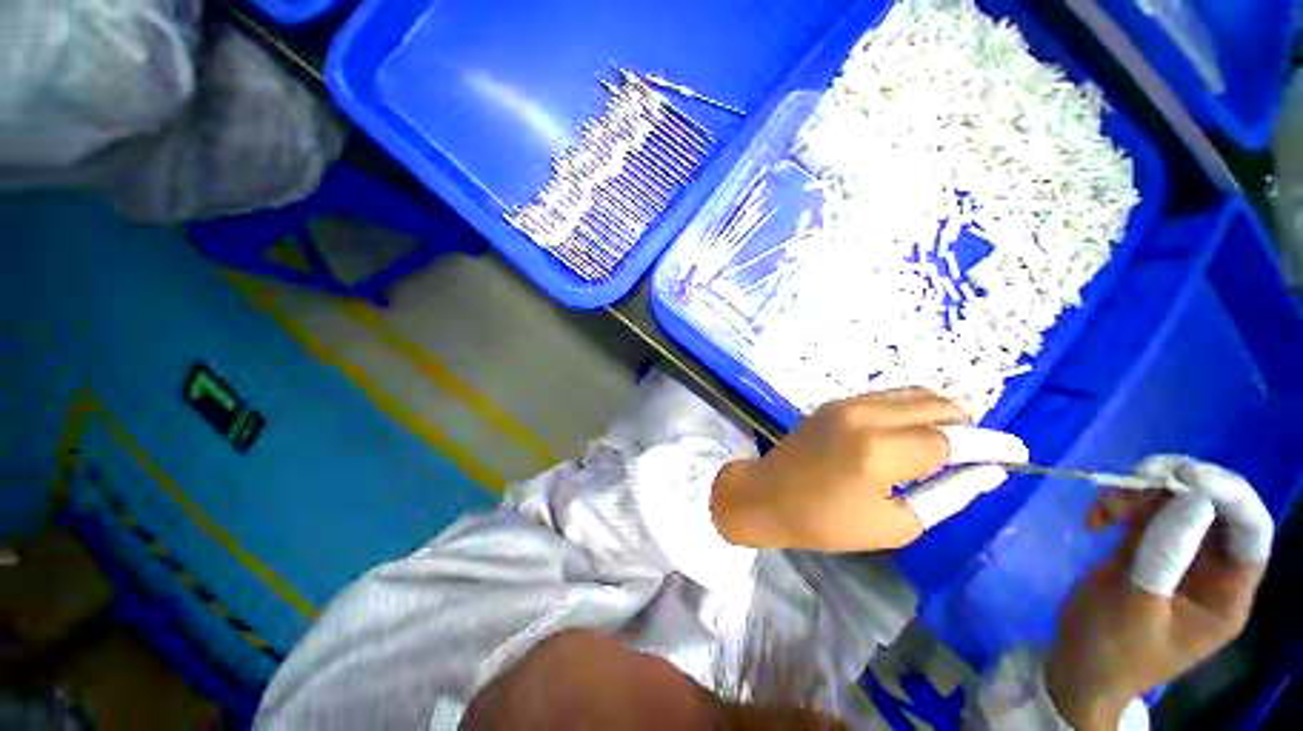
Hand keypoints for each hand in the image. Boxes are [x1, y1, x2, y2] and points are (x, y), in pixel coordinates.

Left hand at [710, 388, 1027, 551]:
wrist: (767, 494)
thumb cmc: (825, 521)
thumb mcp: (894, 524)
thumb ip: (946, 496)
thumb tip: (987, 473)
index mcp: (880, 450)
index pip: (954, 439)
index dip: (992, 444)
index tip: (1020, 452)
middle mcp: (865, 415)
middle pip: (937, 405)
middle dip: (969, 426)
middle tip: (979, 454)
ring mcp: (847, 404)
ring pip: (913, 395)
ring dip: (941, 414)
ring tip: (949, 444)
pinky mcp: (835, 403)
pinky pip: (888, 397)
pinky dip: (912, 410)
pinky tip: (912, 434)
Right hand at [1046, 457, 1273, 729]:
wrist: (1077, 667)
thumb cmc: (1110, 648)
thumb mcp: (1135, 603)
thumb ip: (1164, 552)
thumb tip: (1191, 496)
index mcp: (1225, 594)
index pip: (1249, 532)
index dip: (1228, 495)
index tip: (1183, 473)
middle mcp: (1212, 571)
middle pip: (1212, 510)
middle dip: (1175, 488)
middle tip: (1133, 478)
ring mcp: (1180, 559)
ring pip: (1174, 505)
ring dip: (1138, 495)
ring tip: (1100, 510)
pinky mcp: (1148, 551)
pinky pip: (1144, 513)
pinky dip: (1120, 506)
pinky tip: (1095, 519)